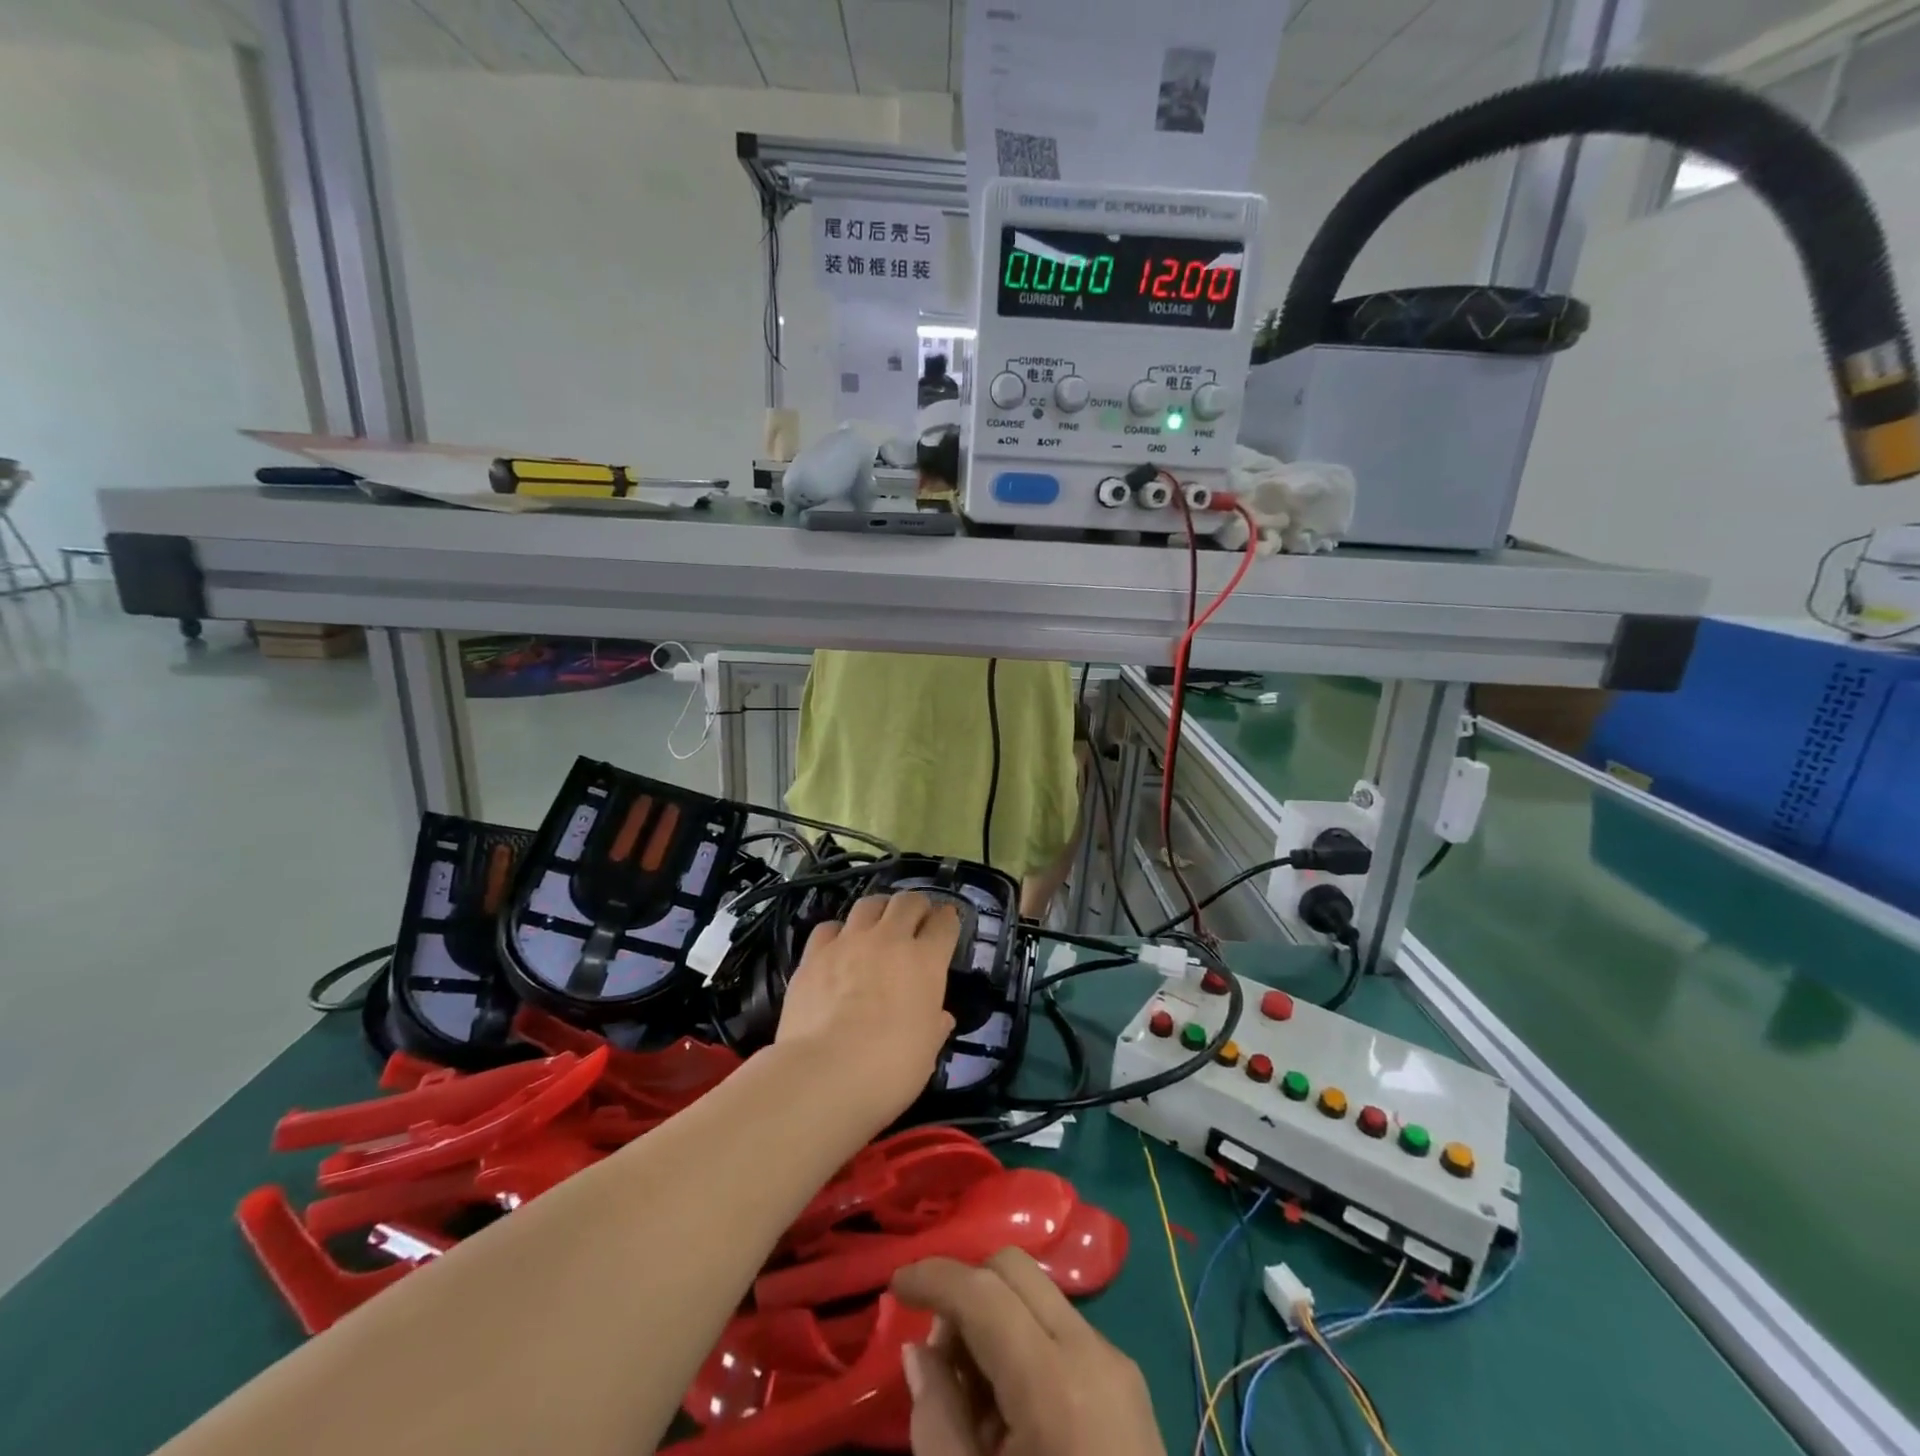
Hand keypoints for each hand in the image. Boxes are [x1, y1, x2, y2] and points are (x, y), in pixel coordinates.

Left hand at [775, 892, 959, 1126]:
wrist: (823, 1073)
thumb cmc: (888, 1068)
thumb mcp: (926, 1052)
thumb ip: (934, 1026)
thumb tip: (940, 1017)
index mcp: (925, 961)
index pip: (944, 923)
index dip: (949, 919)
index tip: (948, 921)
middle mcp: (889, 940)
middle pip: (908, 901)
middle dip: (917, 905)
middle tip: (916, 919)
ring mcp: (848, 942)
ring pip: (869, 903)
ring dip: (880, 909)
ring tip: (879, 923)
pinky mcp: (814, 954)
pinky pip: (829, 927)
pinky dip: (838, 932)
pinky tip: (838, 946)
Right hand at [893, 1251, 1164, 1455]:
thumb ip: (937, 1421)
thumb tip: (919, 1352)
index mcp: (1054, 1384)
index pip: (983, 1291)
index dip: (933, 1277)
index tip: (895, 1284)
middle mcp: (1091, 1351)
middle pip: (1014, 1269)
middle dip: (966, 1289)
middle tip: (940, 1353)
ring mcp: (1117, 1362)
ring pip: (1038, 1293)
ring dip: (994, 1317)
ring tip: (974, 1396)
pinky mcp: (1129, 1380)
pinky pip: (1063, 1328)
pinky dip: (1025, 1342)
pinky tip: (1012, 1411)